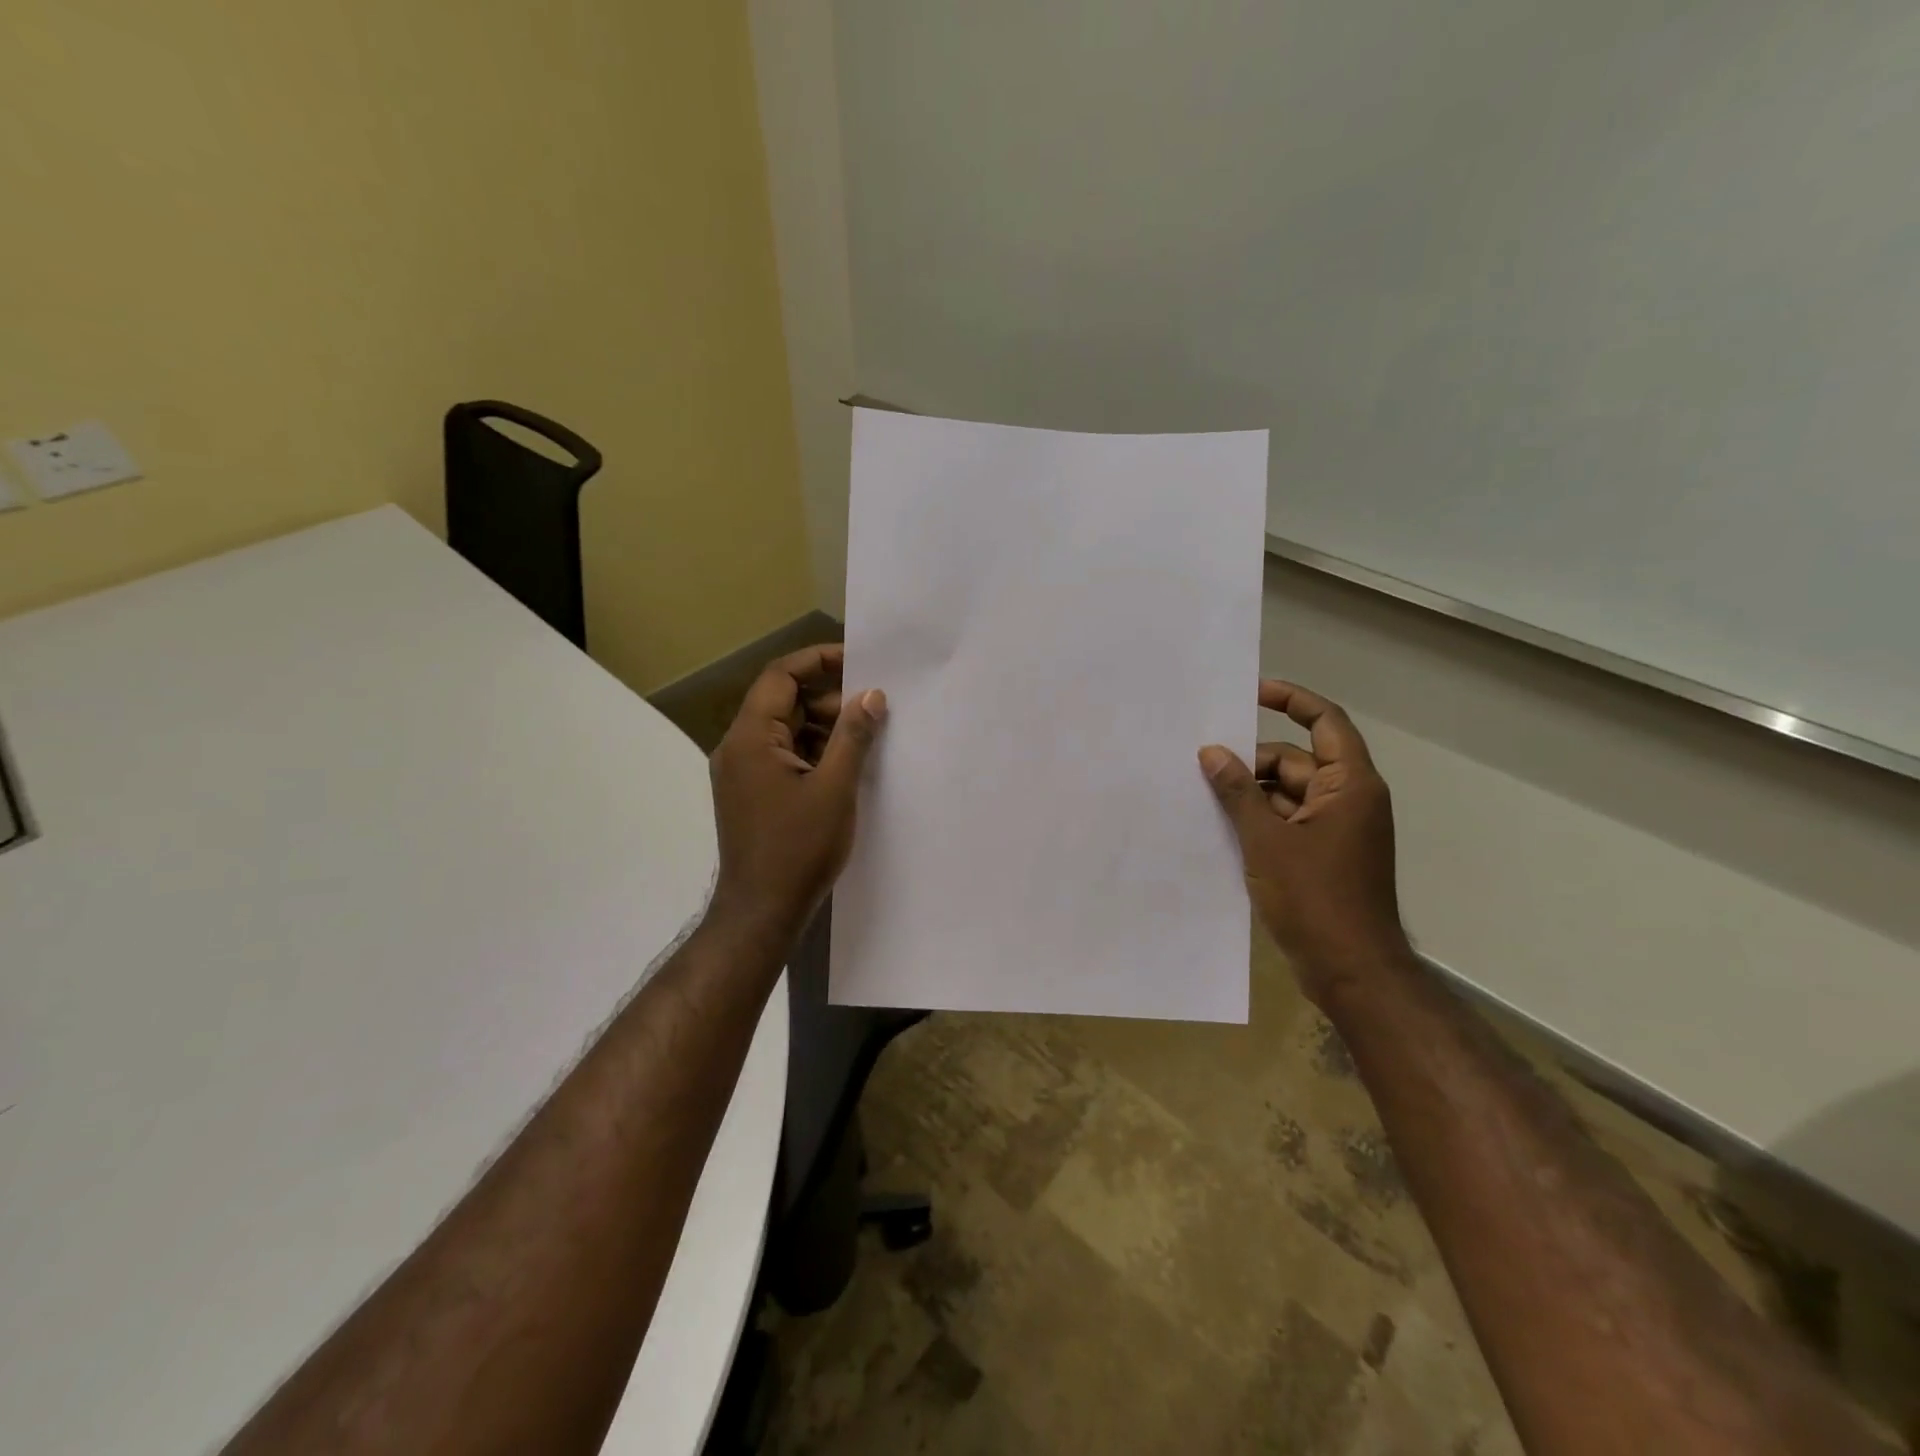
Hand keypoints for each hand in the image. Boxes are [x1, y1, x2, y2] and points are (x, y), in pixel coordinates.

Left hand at [708, 644, 886, 938]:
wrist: (761, 912)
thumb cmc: (798, 848)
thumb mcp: (835, 788)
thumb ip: (853, 736)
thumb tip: (871, 695)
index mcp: (750, 738)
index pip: (780, 676)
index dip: (818, 660)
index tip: (858, 661)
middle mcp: (738, 748)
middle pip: (782, 702)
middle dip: (828, 699)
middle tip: (872, 709)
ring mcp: (742, 773)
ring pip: (784, 731)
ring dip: (823, 728)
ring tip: (865, 739)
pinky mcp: (751, 794)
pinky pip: (782, 756)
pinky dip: (812, 752)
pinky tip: (844, 767)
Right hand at [1200, 680, 1409, 1005]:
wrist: (1350, 969)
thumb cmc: (1314, 898)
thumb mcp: (1267, 840)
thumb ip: (1238, 791)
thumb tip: (1212, 751)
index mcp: (1349, 785)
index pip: (1324, 722)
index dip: (1291, 700)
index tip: (1251, 692)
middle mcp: (1347, 799)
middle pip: (1295, 761)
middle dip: (1252, 762)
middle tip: (1202, 765)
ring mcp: (1336, 830)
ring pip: (1287, 794)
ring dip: (1250, 794)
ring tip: (1202, 796)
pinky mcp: (1322, 856)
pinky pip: (1286, 821)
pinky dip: (1258, 820)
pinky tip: (1220, 826)